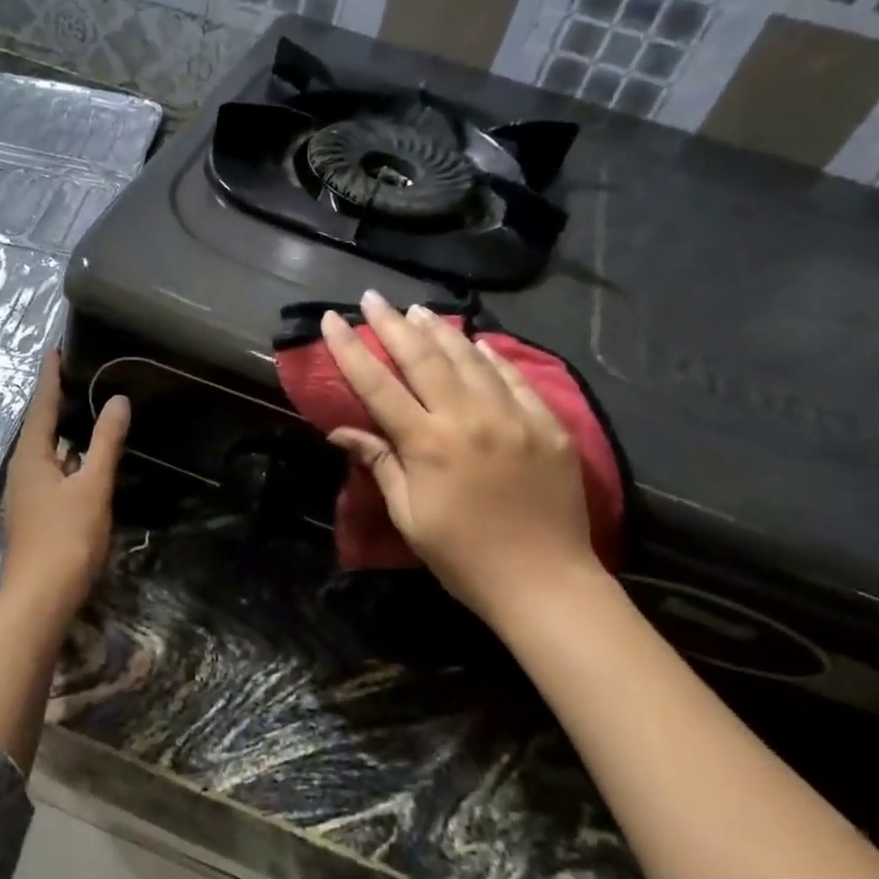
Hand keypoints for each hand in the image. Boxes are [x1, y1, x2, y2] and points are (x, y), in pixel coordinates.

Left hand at [0, 354, 130, 617]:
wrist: (41, 598)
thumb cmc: (66, 538)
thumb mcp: (92, 487)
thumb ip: (105, 443)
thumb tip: (117, 400)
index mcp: (31, 458)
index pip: (41, 405)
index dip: (50, 376)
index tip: (56, 348)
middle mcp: (23, 471)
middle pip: (40, 426)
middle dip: (57, 400)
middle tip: (79, 372)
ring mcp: (28, 494)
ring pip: (47, 451)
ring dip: (64, 429)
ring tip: (86, 407)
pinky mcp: (38, 513)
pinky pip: (54, 471)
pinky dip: (70, 456)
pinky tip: (86, 458)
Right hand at [321, 291, 601, 624]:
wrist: (544, 581)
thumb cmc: (463, 557)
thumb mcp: (409, 516)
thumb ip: (380, 463)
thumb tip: (341, 430)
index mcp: (427, 444)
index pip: (378, 385)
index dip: (350, 350)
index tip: (332, 319)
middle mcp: (468, 418)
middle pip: (423, 358)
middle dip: (392, 325)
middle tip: (373, 297)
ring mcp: (513, 416)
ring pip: (469, 358)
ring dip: (439, 330)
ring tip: (417, 310)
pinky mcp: (547, 424)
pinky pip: (513, 378)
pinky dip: (490, 356)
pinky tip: (475, 341)